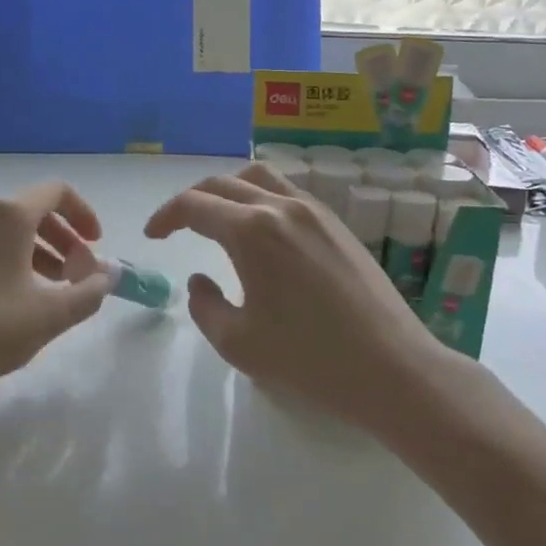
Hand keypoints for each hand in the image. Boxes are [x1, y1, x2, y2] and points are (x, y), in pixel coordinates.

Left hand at [0, 181, 112, 406]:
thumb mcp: (49, 317)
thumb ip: (89, 292)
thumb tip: (108, 275)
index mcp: (6, 216)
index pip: (56, 192)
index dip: (83, 214)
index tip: (95, 245)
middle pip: (30, 209)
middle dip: (61, 239)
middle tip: (76, 274)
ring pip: (2, 229)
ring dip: (34, 250)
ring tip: (46, 290)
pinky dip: (3, 258)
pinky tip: (6, 298)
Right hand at [144, 163, 450, 432]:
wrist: (392, 368)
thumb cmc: (309, 359)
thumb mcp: (238, 343)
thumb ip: (204, 305)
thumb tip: (199, 278)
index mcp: (251, 231)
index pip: (194, 206)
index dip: (165, 217)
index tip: (153, 236)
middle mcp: (281, 206)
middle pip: (223, 183)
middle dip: (191, 200)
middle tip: (176, 226)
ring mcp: (315, 210)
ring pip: (259, 177)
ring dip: (228, 190)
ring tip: (218, 218)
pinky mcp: (338, 223)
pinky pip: (288, 192)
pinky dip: (261, 197)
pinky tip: (261, 230)